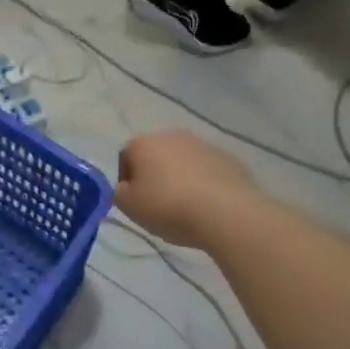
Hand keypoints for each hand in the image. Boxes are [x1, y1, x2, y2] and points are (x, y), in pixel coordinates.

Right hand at [114, 130, 260, 248]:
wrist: (227, 213)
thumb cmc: (169, 207)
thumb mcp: (129, 207)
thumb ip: (120, 193)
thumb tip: (126, 187)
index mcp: (144, 143)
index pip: (125, 157)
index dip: (127, 180)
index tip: (135, 202)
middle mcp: (172, 136)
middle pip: (156, 155)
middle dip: (154, 176)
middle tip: (158, 204)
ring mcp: (204, 145)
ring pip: (183, 161)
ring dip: (180, 178)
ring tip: (185, 207)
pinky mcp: (229, 159)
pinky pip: (208, 171)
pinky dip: (204, 183)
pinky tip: (207, 205)